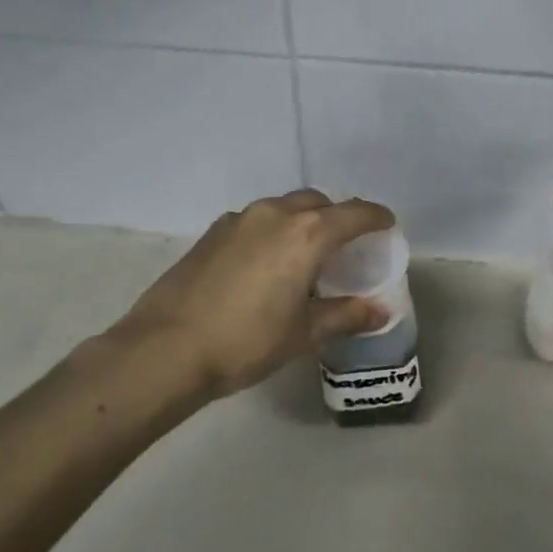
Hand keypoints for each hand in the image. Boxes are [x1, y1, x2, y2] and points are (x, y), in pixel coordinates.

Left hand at [113, 190, 396, 397]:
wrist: (166, 348)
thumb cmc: (246, 341)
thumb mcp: (303, 333)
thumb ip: (345, 315)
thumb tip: (378, 311)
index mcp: (307, 234)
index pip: (354, 213)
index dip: (376, 218)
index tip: (386, 225)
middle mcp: (275, 214)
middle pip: (317, 203)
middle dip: (337, 217)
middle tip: (344, 245)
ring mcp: (239, 219)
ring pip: (283, 208)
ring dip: (302, 222)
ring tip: (304, 255)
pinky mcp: (212, 232)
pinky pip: (256, 220)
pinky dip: (272, 231)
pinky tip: (265, 263)